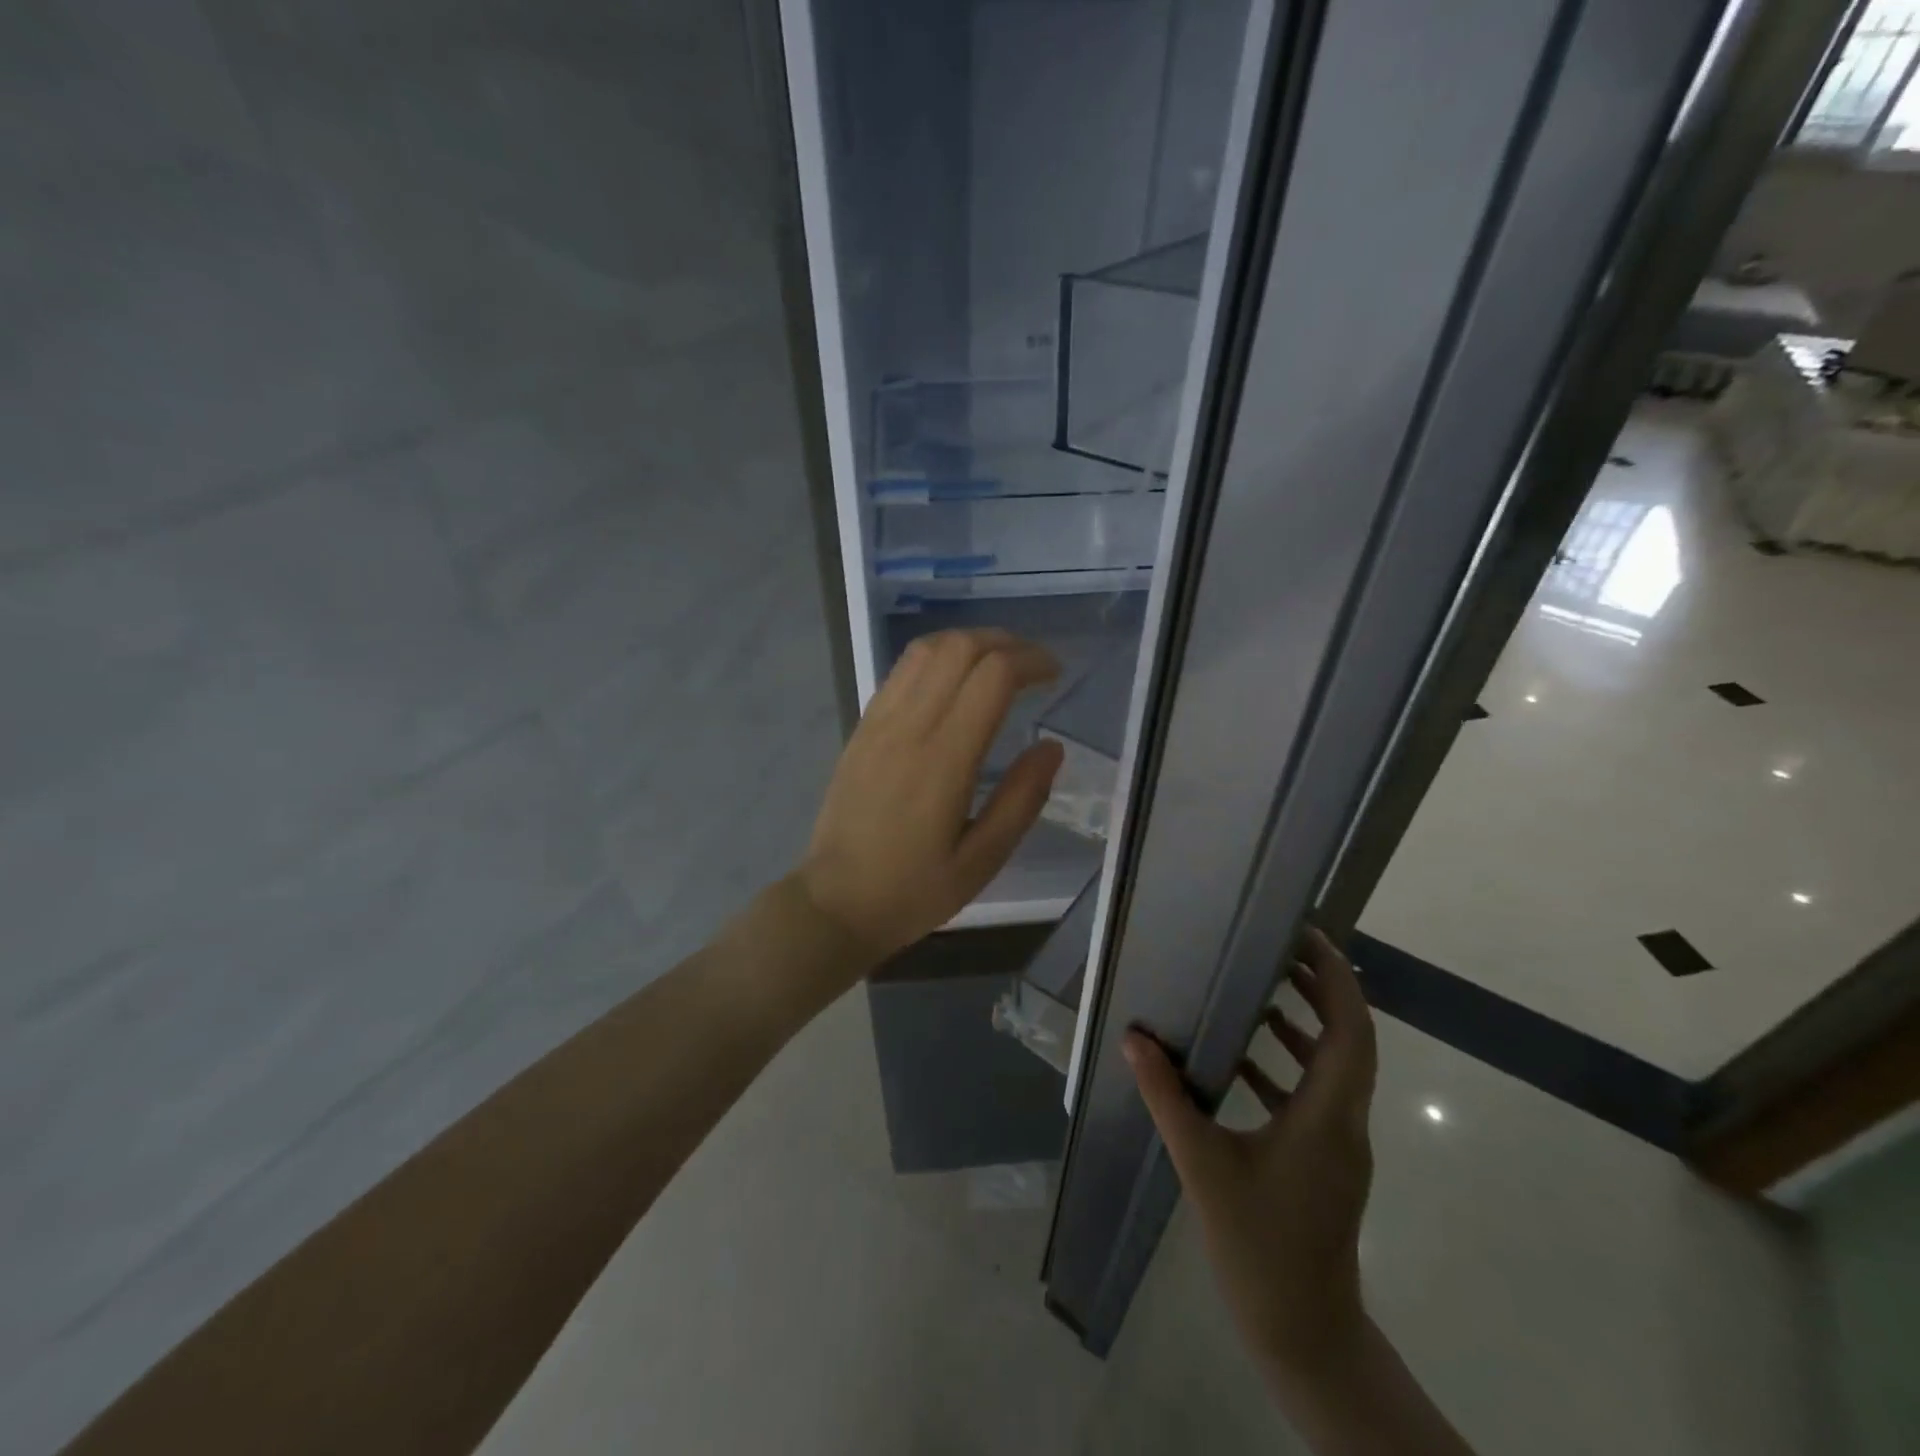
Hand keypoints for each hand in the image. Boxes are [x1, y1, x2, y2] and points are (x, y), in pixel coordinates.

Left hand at [796, 629, 1064, 964]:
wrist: (835, 902)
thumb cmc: (913, 890)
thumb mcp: (982, 861)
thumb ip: (1022, 800)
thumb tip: (1052, 747)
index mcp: (944, 759)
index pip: (992, 676)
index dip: (1031, 661)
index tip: (1055, 674)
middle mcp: (909, 726)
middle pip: (959, 647)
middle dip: (1005, 642)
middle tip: (1034, 665)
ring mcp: (879, 722)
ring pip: (926, 649)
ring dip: (969, 642)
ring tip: (999, 663)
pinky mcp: (862, 728)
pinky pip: (901, 671)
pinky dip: (937, 657)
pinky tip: (954, 680)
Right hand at [1124, 927, 1377, 1383]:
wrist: (1304, 1333)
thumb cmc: (1259, 1246)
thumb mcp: (1204, 1165)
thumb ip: (1168, 1097)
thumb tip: (1135, 1040)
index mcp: (1328, 1117)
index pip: (1352, 1032)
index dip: (1338, 980)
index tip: (1309, 939)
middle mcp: (1346, 1123)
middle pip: (1350, 1041)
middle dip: (1322, 990)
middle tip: (1281, 950)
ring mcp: (1339, 1145)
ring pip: (1335, 1068)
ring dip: (1306, 1026)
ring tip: (1262, 992)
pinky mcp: (1325, 1162)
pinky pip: (1315, 1096)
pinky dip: (1288, 1066)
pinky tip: (1244, 1062)